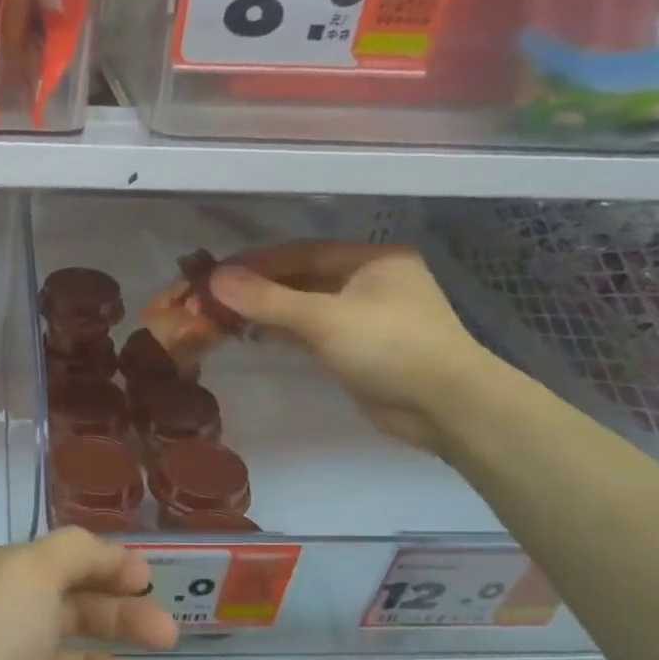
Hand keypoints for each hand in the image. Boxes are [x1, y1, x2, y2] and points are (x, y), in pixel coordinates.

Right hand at [209, 249, 491, 453]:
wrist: (446, 407)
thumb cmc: (390, 346)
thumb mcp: (324, 319)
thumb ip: (268, 300)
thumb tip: (215, 279)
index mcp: (371, 259)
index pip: (302, 252)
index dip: (256, 262)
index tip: (215, 273)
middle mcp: (369, 281)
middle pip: (301, 278)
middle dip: (258, 288)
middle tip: (212, 298)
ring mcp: (365, 317)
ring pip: (305, 306)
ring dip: (268, 311)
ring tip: (223, 317)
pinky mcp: (359, 348)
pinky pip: (312, 331)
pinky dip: (284, 332)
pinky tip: (253, 336)